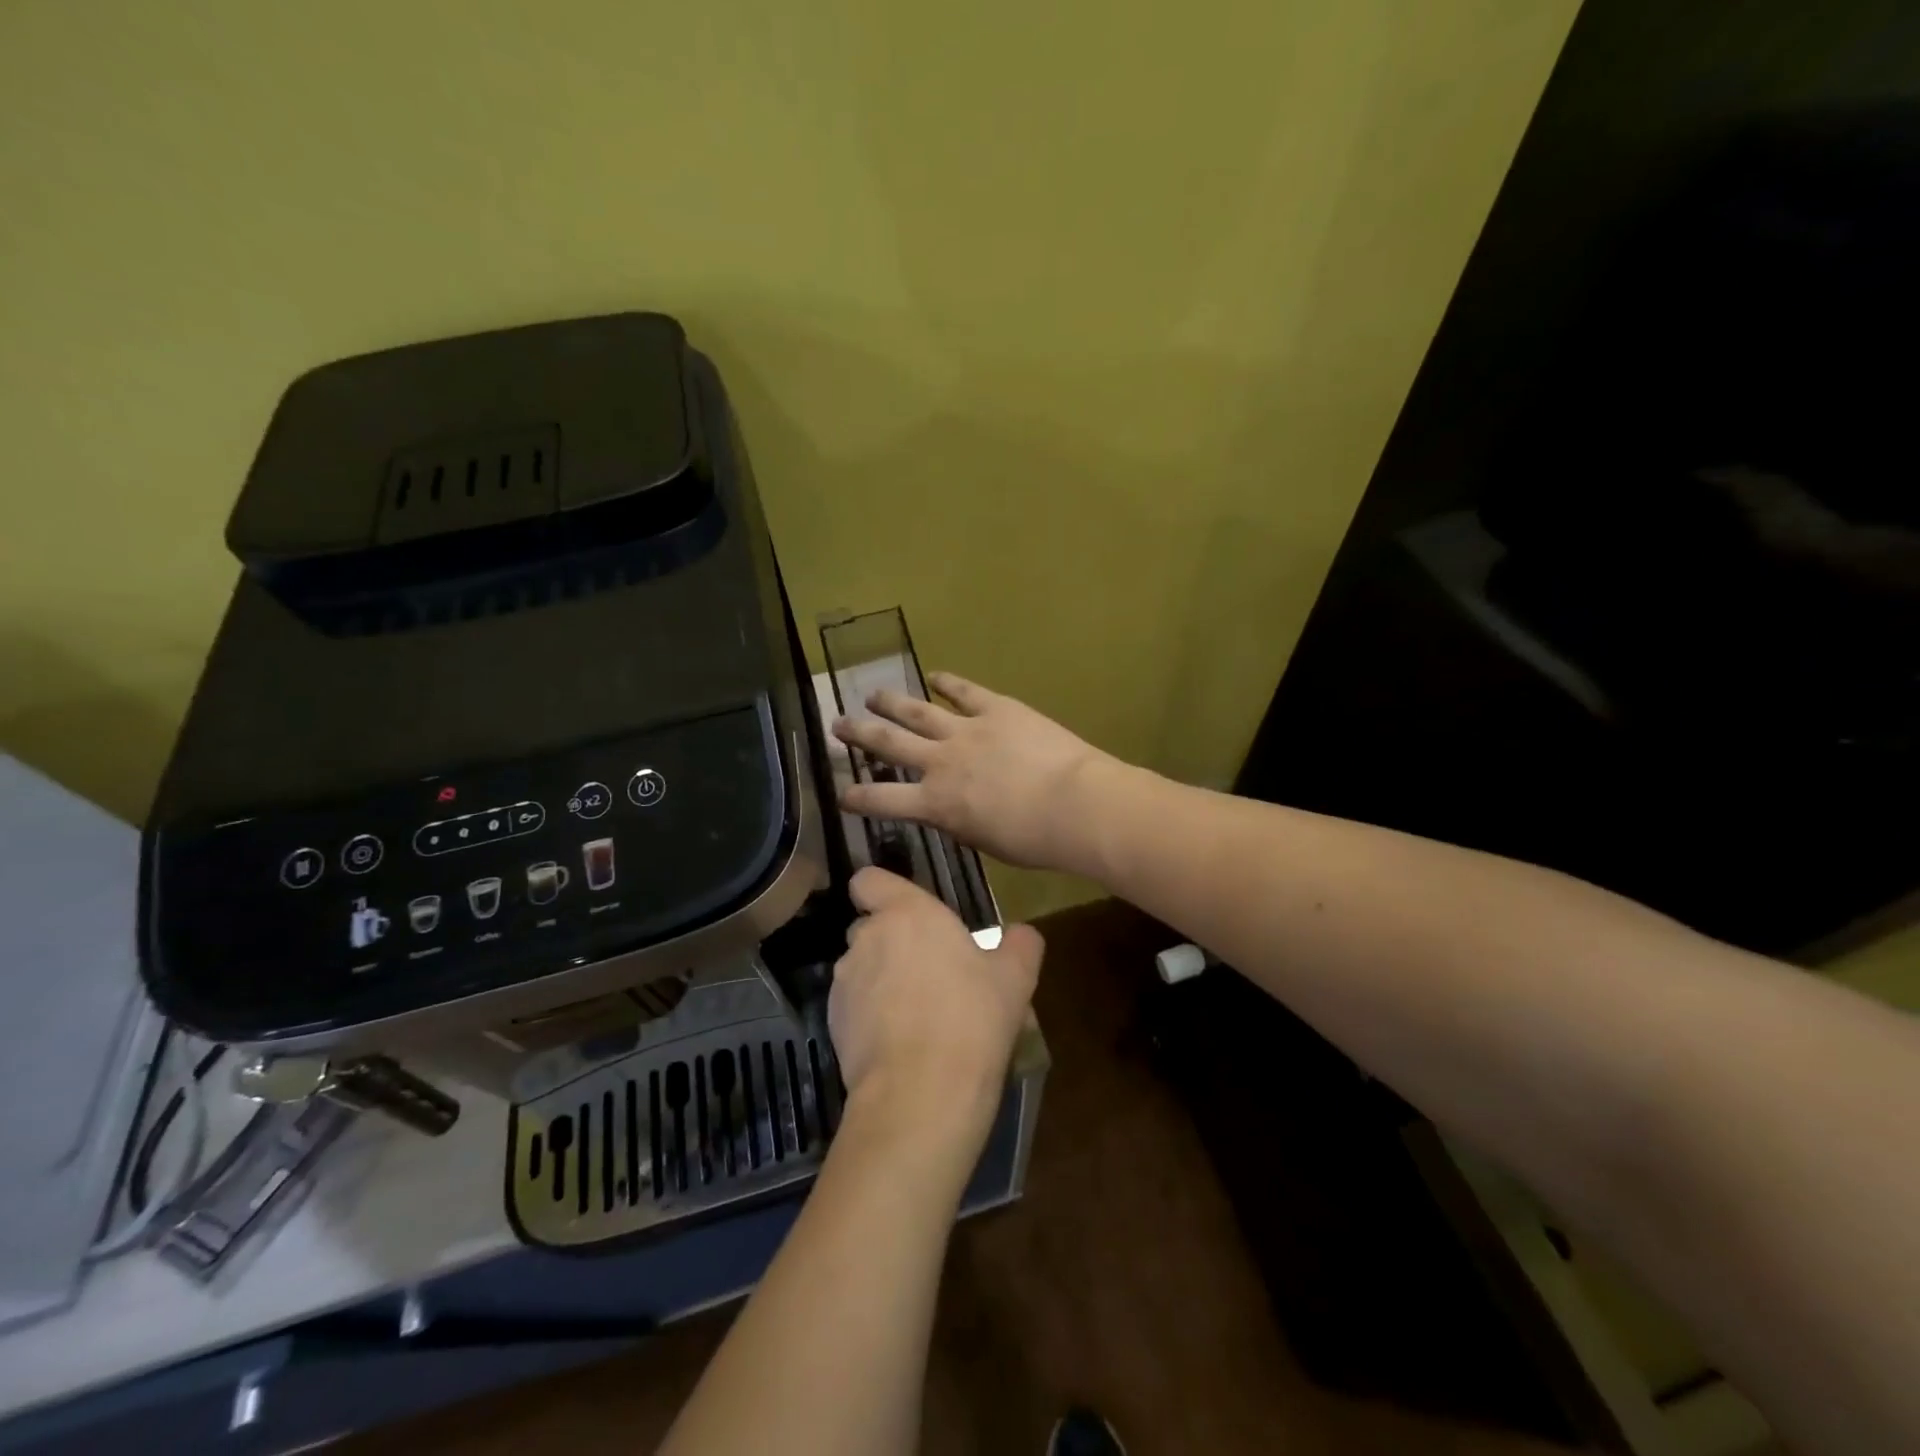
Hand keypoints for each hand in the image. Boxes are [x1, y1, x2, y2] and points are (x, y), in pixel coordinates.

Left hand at [829, 867, 1042, 1148]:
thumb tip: (1022, 933)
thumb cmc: (972, 1019)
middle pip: (870, 927)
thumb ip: (1020, 944)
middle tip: (929, 971)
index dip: (881, 890)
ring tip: (917, 1014)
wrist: (922, 1093)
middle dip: (892, 942)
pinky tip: (900, 1043)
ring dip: (881, 980)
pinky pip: (853, 1006)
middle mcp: (867, 937)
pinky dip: (869, 1016)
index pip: (868, 880)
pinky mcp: (832, 1022)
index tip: (904, 910)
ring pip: (861, 968)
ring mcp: (845, 981)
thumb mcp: (1016, 978)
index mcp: (907, 913)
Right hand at [833, 672, 1115, 871]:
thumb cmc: (1034, 839)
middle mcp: (941, 763)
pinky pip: (965, 692)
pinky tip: (935, 675)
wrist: (1073, 804)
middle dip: (860, 734)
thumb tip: (950, 811)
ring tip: (871, 694)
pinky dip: (949, 682)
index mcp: (937, 804)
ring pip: (918, 712)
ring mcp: (967, 730)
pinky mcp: (997, 709)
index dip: (858, 797)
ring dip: (892, 702)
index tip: (840, 793)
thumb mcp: (985, 841)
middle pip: (890, 744)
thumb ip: (960, 823)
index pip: (884, 800)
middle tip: (838, 723)